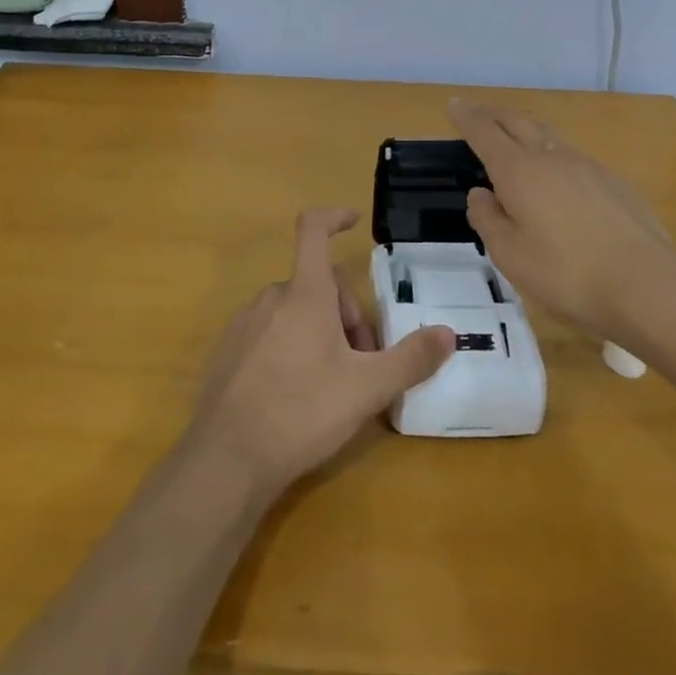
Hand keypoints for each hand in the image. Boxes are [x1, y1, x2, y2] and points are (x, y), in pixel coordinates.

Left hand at [188, 209, 454, 500]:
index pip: (314, 229)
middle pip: (318, 284)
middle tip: (362, 363)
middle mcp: (272, 296)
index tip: (354, 221)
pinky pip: (269, 332)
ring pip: (294, 310)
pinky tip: (295, 394)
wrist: (226, 458)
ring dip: (320, 332)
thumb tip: (448, 334)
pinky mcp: (229, 350)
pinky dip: (290, 346)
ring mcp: (245, 322)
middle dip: (345, 315)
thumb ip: (410, 359)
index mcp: (305, 293)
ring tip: (332, 384)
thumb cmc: (301, 411)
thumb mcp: (366, 389)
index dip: (334, 216)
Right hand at [449, 98, 675, 342]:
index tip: (454, 105)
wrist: (647, 283)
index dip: (467, 117)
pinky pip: (572, 156)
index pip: (484, 132)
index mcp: (518, 171)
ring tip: (514, 135)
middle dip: (493, 114)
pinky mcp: (612, 181)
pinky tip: (557, 176)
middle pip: (516, 121)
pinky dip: (553, 153)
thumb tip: (481, 194)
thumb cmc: (567, 273)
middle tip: (477, 111)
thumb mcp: (510, 255)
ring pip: (547, 134)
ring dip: (524, 128)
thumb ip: (488, 219)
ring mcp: (586, 165)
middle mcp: (550, 156)